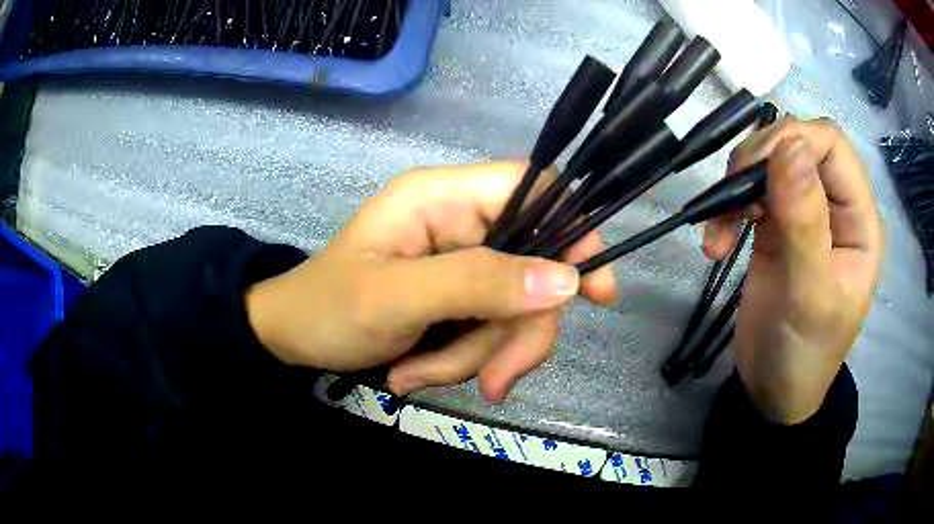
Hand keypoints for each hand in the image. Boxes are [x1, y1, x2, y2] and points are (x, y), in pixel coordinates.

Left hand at [246, 161, 616, 401]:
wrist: (292, 339)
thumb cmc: (327, 308)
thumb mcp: (395, 297)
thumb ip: (477, 283)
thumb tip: (566, 281)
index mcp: (442, 198)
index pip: (533, 188)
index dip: (573, 229)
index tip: (594, 292)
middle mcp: (461, 224)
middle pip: (532, 270)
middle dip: (510, 334)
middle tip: (490, 382)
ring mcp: (461, 264)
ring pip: (511, 312)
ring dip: (477, 356)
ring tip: (417, 377)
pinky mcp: (457, 298)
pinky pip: (489, 332)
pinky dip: (462, 362)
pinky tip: (415, 373)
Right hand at [704, 117, 882, 423]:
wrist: (773, 391)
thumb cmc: (804, 354)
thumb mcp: (810, 296)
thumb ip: (805, 221)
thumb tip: (790, 146)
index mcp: (858, 218)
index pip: (832, 145)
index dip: (795, 141)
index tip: (756, 169)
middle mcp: (834, 206)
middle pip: (797, 144)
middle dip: (759, 160)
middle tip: (732, 196)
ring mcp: (803, 213)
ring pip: (769, 163)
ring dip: (738, 185)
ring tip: (720, 227)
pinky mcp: (775, 226)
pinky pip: (749, 194)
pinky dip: (727, 210)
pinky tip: (716, 243)